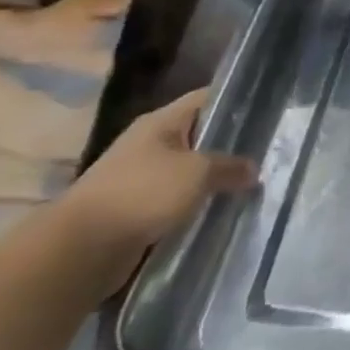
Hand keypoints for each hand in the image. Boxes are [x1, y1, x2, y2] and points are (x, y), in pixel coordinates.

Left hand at [54, 88, 257, 286]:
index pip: (207, 98)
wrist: (80, 251)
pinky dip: (197, 205)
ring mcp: (141, 177)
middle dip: (231, 145)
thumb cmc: (142, 194)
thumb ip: (230, 167)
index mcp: (161, 122)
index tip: (269, 110)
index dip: (237, 100)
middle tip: (268, 151)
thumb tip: (253, 169)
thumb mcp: (197, 173)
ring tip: (252, 184)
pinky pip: (177, 200)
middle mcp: (150, 144)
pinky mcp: (137, 210)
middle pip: (200, 135)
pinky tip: (222, 211)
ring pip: (190, 171)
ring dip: (214, 179)